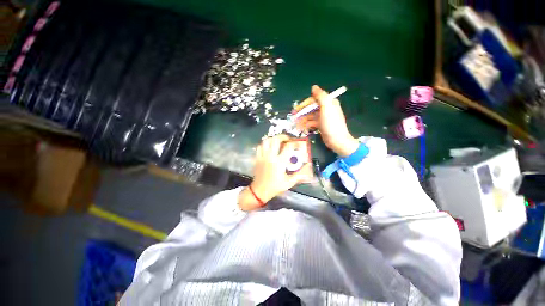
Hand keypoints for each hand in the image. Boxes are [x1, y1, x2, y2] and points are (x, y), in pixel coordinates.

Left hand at [238, 135, 312, 210]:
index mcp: (280, 162)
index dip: (295, 143)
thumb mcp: (289, 182)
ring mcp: (263, 156)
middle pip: (275, 139)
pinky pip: (259, 146)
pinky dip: (264, 144)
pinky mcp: (257, 158)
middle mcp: (271, 156)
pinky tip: (269, 147)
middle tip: (287, 139)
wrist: (259, 191)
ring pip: (266, 141)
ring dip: (273, 139)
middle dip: (283, 136)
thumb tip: (308, 166)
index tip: (298, 144)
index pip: (288, 146)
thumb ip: (300, 174)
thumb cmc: (275, 187)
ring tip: (278, 141)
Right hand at [296, 85, 358, 156]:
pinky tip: (302, 128)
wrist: (337, 140)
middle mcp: (326, 109)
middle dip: (302, 113)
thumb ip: (320, 96)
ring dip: (302, 120)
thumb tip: (314, 87)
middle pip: (310, 108)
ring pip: (310, 116)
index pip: (313, 100)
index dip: (304, 104)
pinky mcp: (321, 125)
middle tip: (293, 118)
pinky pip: (311, 123)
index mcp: (328, 102)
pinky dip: (306, 125)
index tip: (296, 110)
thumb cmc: (331, 124)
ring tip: (296, 125)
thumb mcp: (327, 107)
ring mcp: (323, 118)